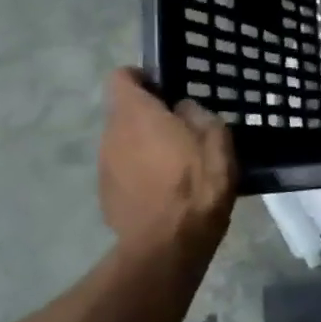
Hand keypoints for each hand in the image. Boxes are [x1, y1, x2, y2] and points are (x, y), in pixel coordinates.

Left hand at [97, 69, 236, 254]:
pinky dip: (139, 172)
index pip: (121, 77)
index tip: (164, 89)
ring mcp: (104, 166)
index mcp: (136, 113)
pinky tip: (164, 190)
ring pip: (123, 142)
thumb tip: (181, 109)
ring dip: (143, 145)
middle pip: (124, 112)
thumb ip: (196, 114)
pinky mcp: (106, 194)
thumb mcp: (216, 138)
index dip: (141, 78)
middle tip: (180, 129)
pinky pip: (123, 170)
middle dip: (148, 116)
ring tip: (174, 163)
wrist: (169, 245)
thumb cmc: (198, 183)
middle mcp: (112, 134)